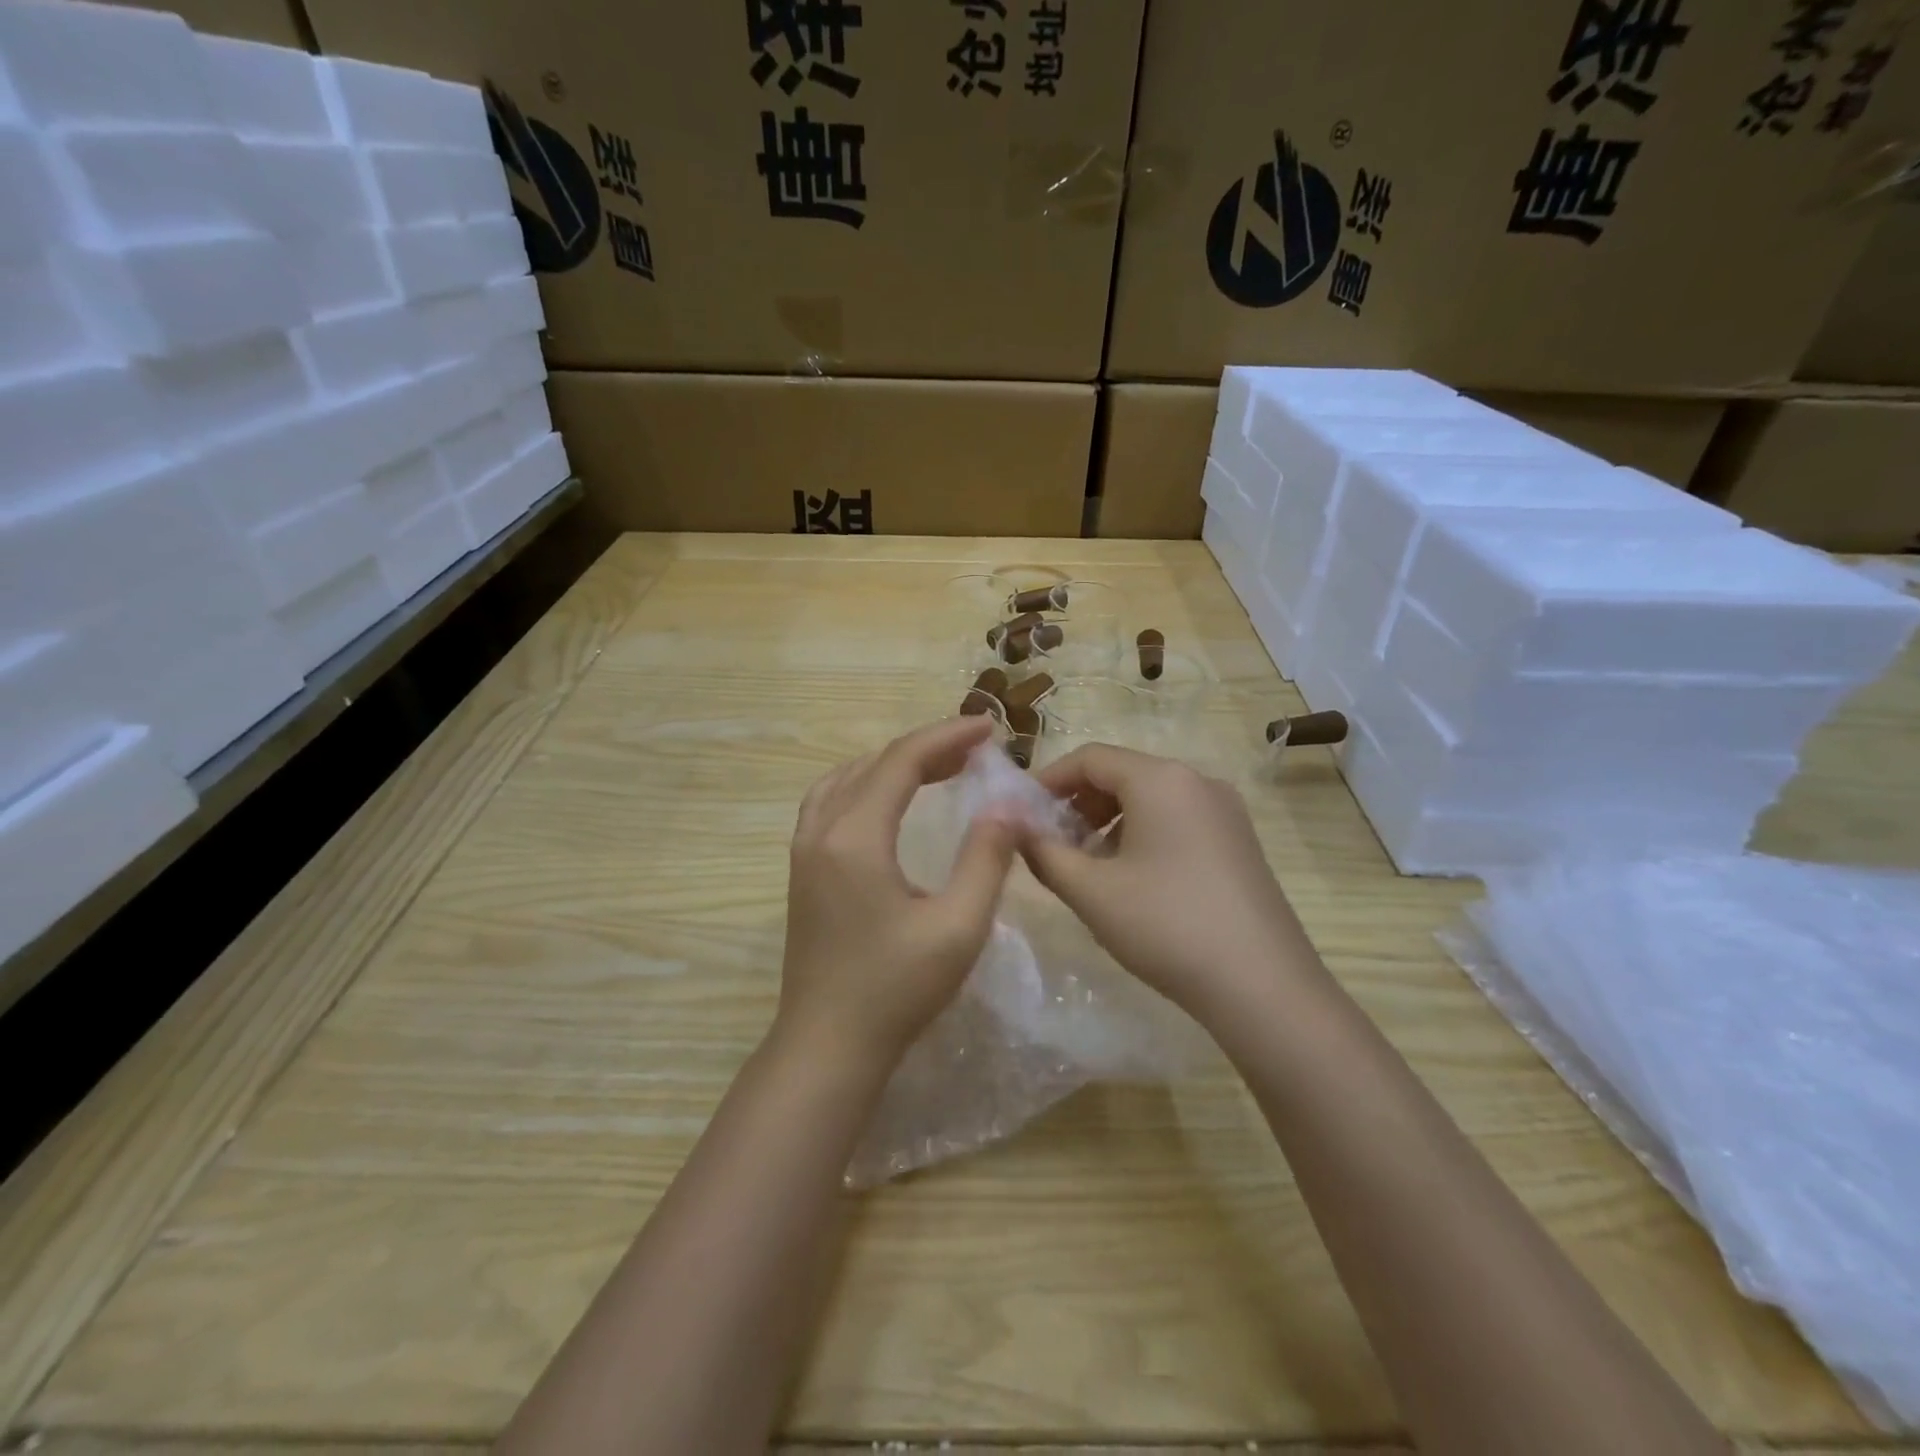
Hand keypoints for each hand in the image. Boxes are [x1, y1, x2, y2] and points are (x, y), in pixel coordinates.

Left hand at [776, 716, 1017, 1071]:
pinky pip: (830, 801)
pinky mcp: (802, 870)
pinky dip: (865, 783)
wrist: (827, 1046)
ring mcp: (804, 850)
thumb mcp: (957, 927)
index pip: (902, 761)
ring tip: (938, 766)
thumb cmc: (895, 990)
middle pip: (874, 764)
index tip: (990, 728)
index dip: (948, 736)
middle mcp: (821, 831)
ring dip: (893, 763)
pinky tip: (888, 799)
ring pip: (846, 778)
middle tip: (975, 747)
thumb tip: (1006, 808)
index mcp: (855, 837)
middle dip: (927, 747)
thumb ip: (985, 860)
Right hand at [1018, 744, 1324, 1024]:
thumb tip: (1015, 828)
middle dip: (1079, 802)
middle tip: (1052, 842)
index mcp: (1161, 779)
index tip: (1023, 812)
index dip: (1050, 780)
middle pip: (1123, 774)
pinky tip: (1131, 878)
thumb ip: (1044, 852)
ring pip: (1151, 798)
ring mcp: (1225, 811)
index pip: (1091, 758)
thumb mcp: (1091, 891)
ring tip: (1088, 864)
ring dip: (1109, 820)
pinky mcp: (1239, 841)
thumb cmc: (1165, 926)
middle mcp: (1197, 781)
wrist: (1262, 986)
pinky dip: (1143, 834)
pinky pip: (1178, 819)